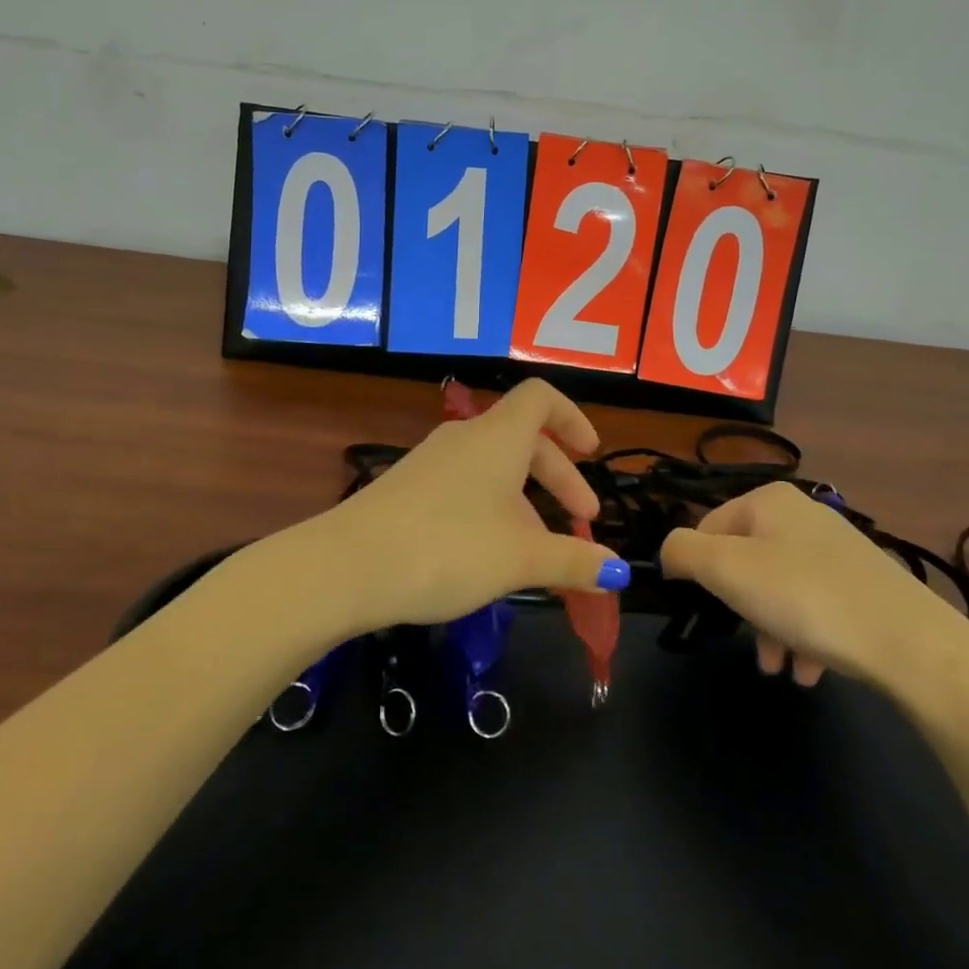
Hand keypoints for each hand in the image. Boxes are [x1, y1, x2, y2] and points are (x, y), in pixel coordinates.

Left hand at [315, 380, 629, 630]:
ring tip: (538, 552)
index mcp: (499, 436)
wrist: (349, 566)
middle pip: (523, 440)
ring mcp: (431, 461)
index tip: (592, 453)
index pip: (541, 398)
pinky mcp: (407, 488)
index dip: (572, 418)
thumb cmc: (449, 547)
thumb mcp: (521, 558)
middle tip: (582, 522)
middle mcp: (465, 438)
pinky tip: (489, 555)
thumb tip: (619, 570)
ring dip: (526, 501)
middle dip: (559, 478)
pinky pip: (465, 486)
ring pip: (493, 468)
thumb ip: (573, 561)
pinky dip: (492, 509)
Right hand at [661, 482, 968, 699]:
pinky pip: (816, 606)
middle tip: (749, 645)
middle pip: (746, 561)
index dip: (701, 570)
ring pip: (780, 588)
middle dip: (741, 608)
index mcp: (768, 500)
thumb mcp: (726, 570)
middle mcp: (803, 515)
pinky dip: (805, 636)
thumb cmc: (806, 598)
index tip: (710, 607)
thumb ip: (682, 552)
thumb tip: (669, 553)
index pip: (709, 526)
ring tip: (781, 669)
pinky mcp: (864, 584)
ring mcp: (838, 549)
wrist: (912, 645)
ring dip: (771, 629)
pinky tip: (810, 670)